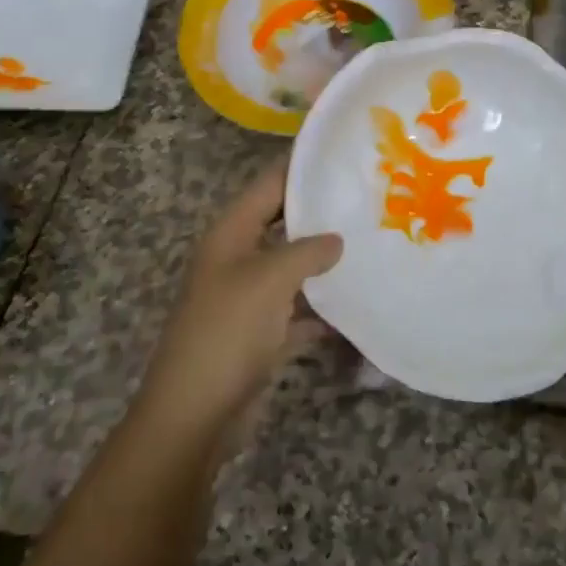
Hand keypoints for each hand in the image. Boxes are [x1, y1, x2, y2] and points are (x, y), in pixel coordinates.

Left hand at [136, 158, 342, 444]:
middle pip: (281, 225)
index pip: (268, 186)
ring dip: (324, 262)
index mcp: (230, 236)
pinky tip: (356, 304)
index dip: (299, 166)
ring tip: (371, 244)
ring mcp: (247, 299)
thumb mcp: (269, 280)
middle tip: (367, 199)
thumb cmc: (227, 333)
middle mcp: (237, 260)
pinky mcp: (260, 335)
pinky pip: (297, 311)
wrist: (195, 414)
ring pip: (292, 268)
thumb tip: (336, 240)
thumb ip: (306, 252)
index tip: (339, 152)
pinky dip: (322, 309)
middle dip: (319, 214)